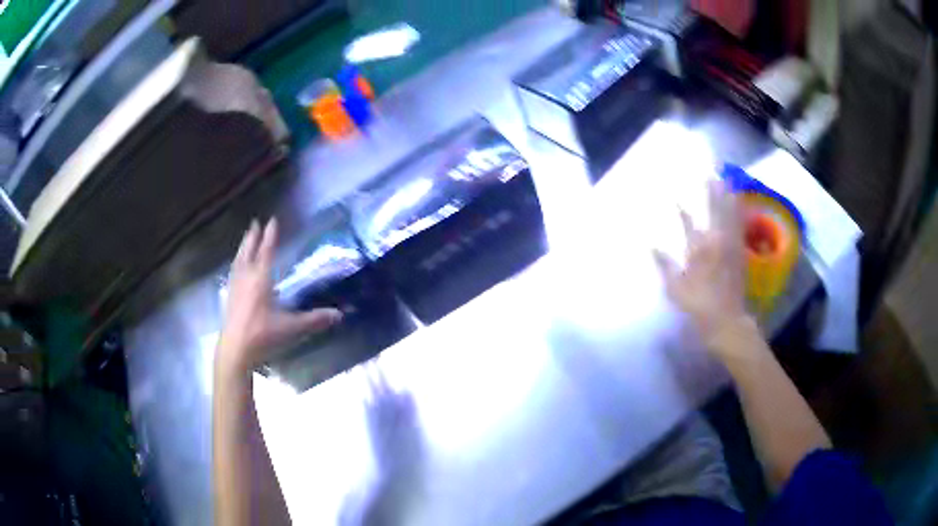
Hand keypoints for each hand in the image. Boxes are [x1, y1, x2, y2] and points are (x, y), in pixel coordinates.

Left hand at [217, 218, 342, 374]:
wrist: (235, 349)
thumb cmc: (263, 335)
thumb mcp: (292, 328)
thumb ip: (315, 319)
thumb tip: (340, 314)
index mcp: (261, 279)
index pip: (267, 251)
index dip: (270, 235)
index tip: (272, 220)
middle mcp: (246, 277)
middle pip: (249, 251)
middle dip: (253, 236)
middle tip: (255, 222)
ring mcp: (235, 286)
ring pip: (238, 260)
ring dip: (243, 247)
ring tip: (245, 239)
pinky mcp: (229, 297)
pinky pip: (233, 272)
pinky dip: (236, 263)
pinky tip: (236, 267)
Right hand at [654, 180, 754, 354]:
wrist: (726, 319)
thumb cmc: (698, 305)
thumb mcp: (674, 289)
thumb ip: (664, 265)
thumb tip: (651, 245)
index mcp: (697, 249)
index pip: (688, 222)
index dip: (682, 208)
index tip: (676, 196)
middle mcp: (715, 241)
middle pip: (713, 211)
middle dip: (711, 192)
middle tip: (709, 175)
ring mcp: (730, 246)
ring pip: (729, 215)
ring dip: (727, 197)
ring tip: (727, 181)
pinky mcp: (740, 253)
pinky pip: (740, 227)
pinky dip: (739, 213)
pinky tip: (739, 205)